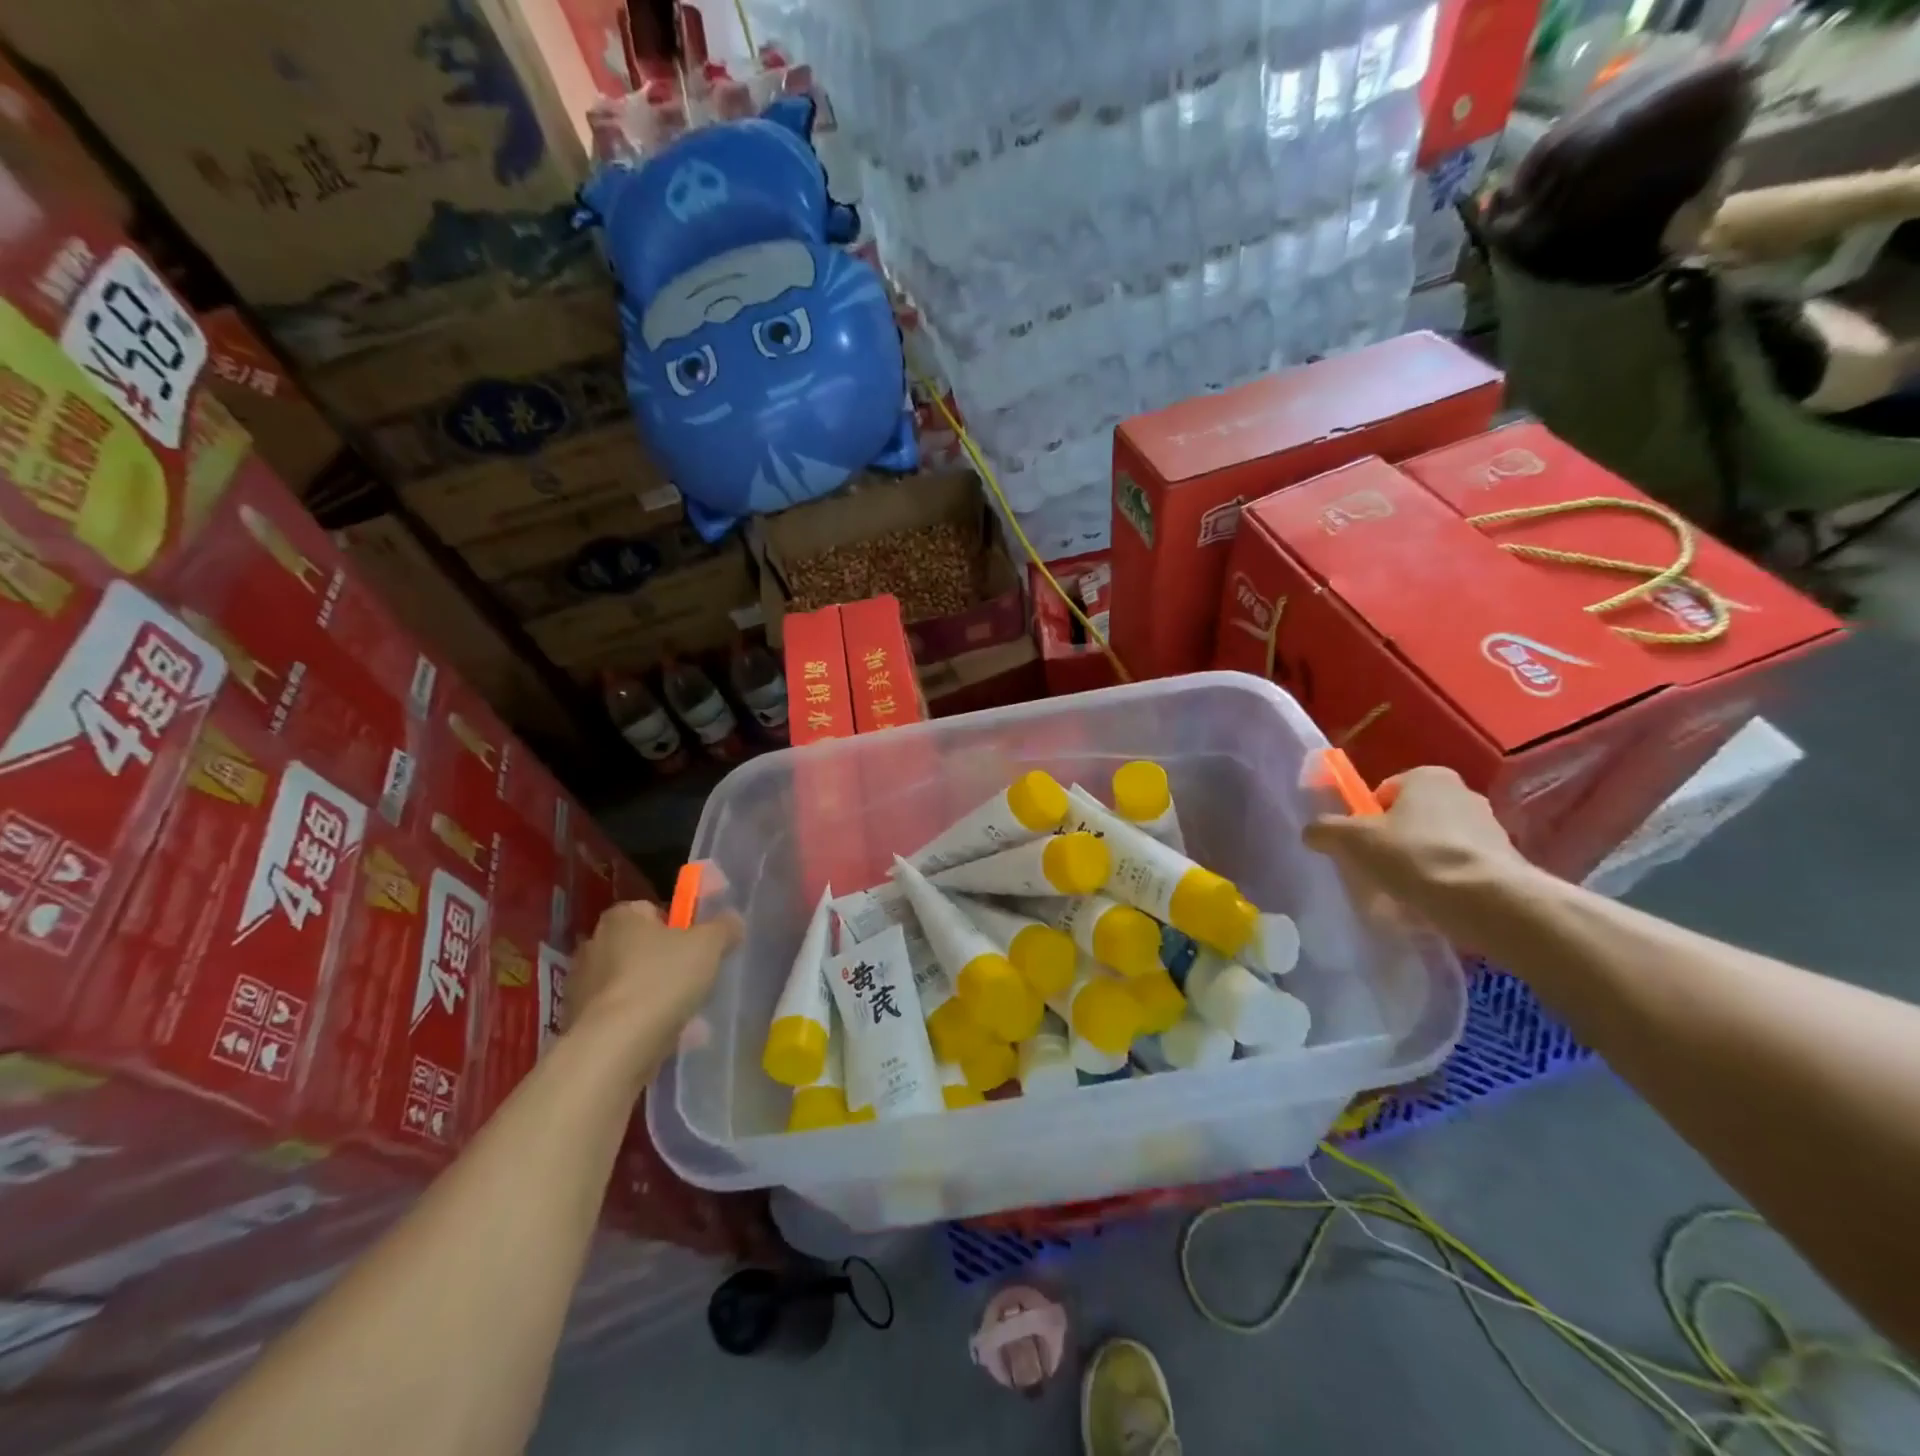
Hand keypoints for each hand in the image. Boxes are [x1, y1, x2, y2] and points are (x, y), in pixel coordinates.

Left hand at [565, 900, 742, 1074]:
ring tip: (689, 1015)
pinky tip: (669, 1037)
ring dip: (658, 996)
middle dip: (669, 962)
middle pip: (643, 948)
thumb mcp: (709, 945)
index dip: (682, 925)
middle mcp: (595, 945)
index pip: (655, 910)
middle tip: (698, 979)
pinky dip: (643, 1023)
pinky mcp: (582, 1024)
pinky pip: (623, 1016)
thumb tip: (732, 921)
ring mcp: (582, 987)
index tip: (701, 945)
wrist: (614, 1048)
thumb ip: (724, 927)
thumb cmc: (662, 980)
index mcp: (621, 917)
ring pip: (634, 984)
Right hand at [1303, 766, 1531, 942]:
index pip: (1385, 792)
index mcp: (1428, 776)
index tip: (1362, 846)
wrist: (1488, 901)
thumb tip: (1313, 832)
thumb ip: (1325, 830)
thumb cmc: (1413, 856)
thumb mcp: (1350, 840)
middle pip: (1412, 818)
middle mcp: (1464, 792)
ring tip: (1406, 894)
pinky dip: (1446, 883)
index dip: (1367, 818)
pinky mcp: (1507, 862)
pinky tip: (1434, 905)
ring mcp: (1490, 828)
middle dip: (1395, 841)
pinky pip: (1461, 868)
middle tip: (1379, 870)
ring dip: (1420, 864)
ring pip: (1437, 844)